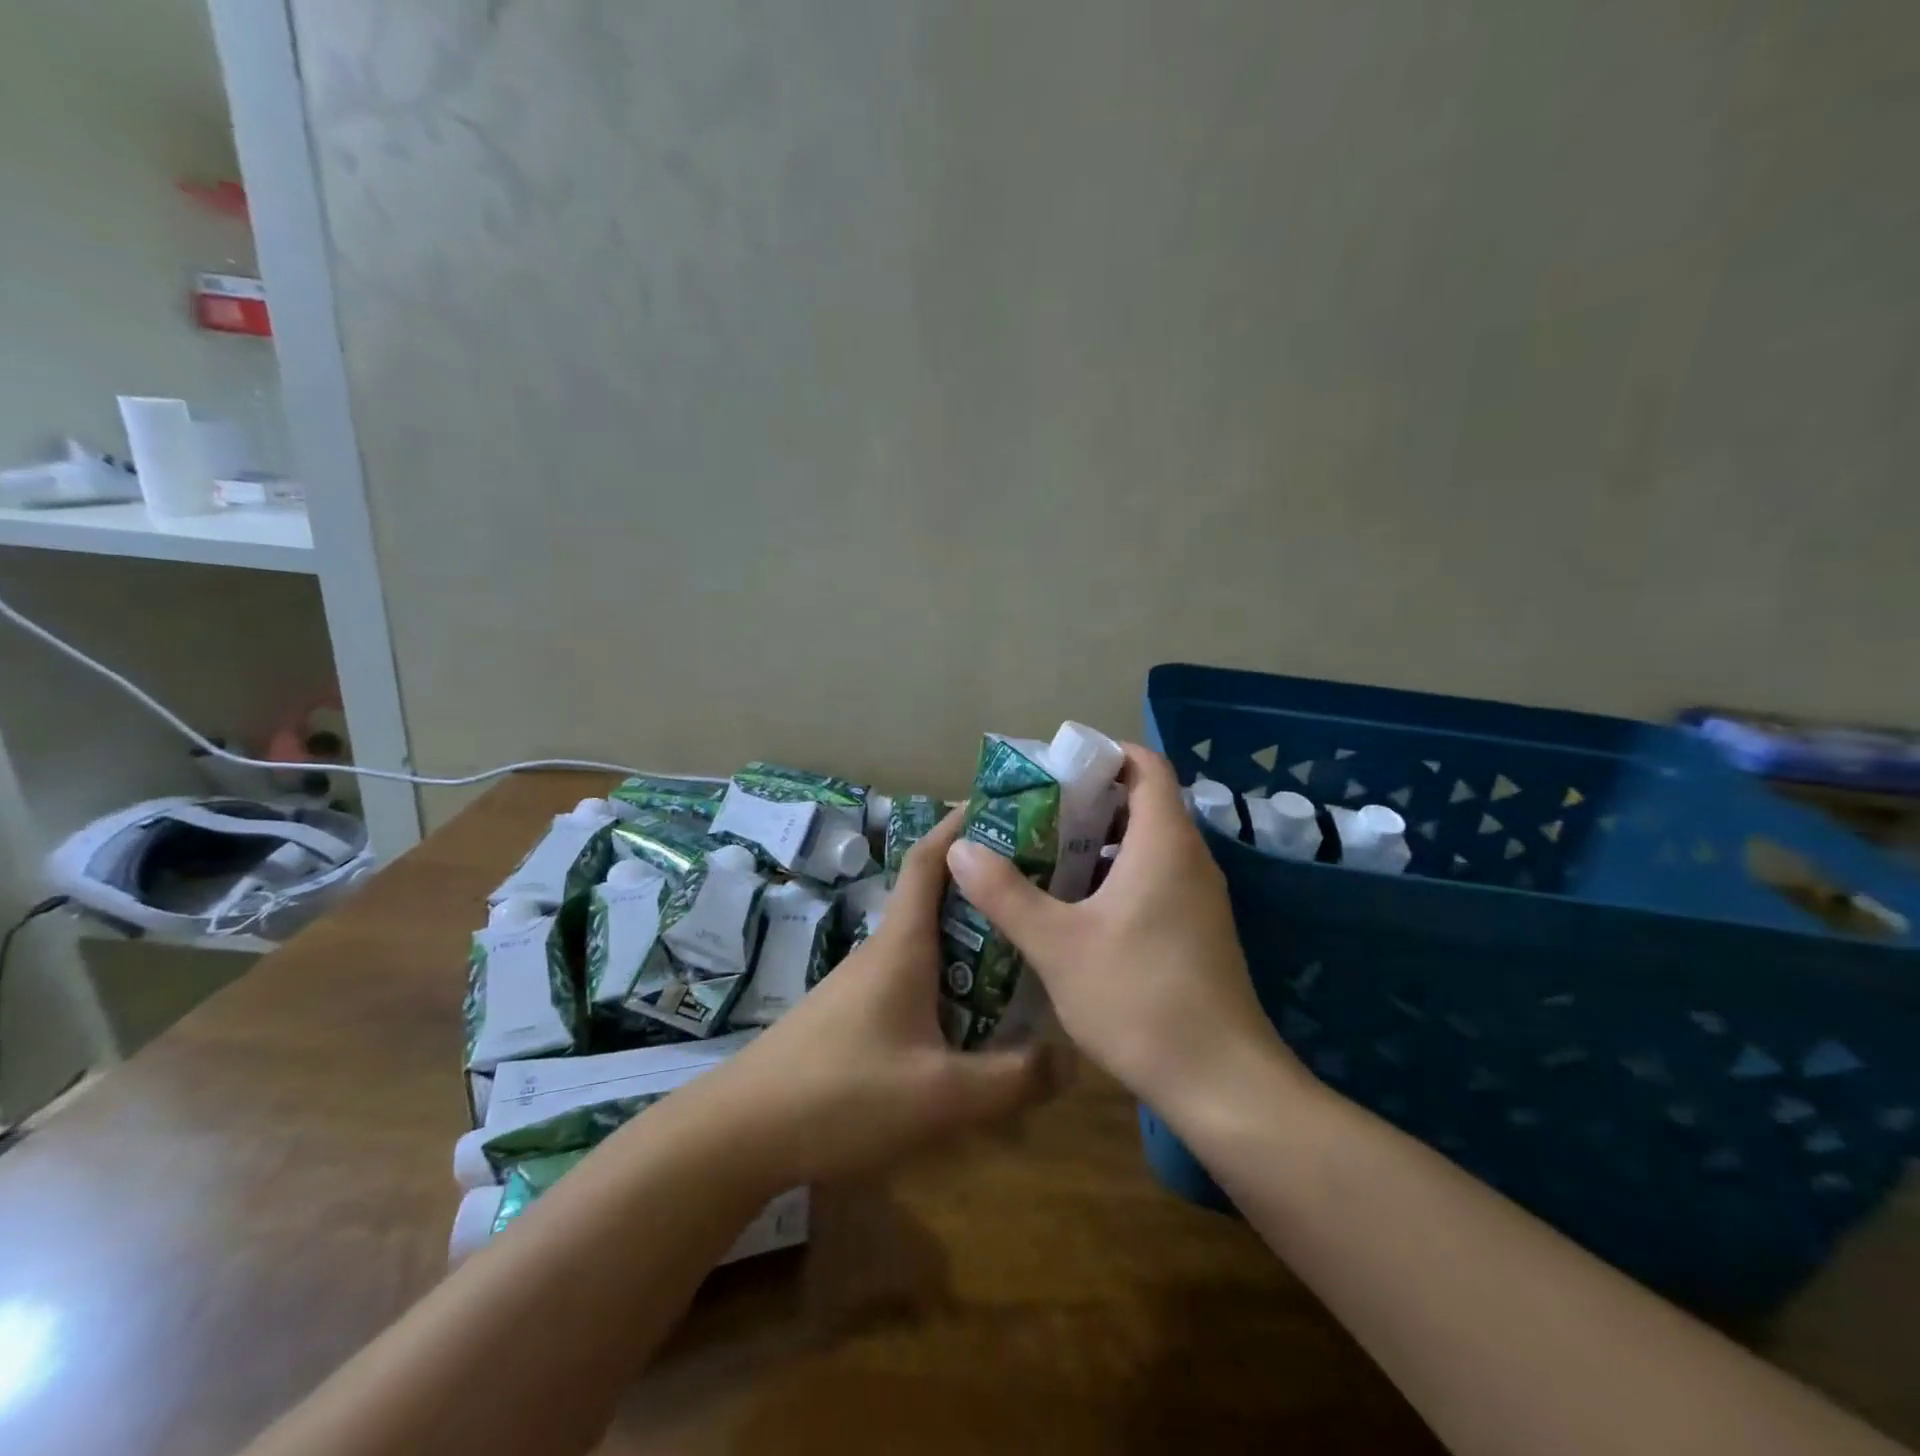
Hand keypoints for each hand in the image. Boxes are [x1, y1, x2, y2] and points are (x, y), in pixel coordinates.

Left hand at [688, 811, 1058, 1189]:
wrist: (742, 1131)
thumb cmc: (842, 1094)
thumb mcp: (940, 1094)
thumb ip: (1011, 1078)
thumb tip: (1070, 1057)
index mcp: (903, 943)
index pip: (930, 858)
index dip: (961, 823)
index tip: (1005, 806)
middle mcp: (885, 949)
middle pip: (937, 895)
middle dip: (984, 882)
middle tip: (1042, 884)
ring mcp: (865, 981)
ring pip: (928, 939)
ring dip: (971, 932)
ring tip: (1023, 946)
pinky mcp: (856, 1012)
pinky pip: (915, 974)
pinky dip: (952, 973)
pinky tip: (976, 1012)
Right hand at [945, 743, 1305, 1118]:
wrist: (1221, 1084)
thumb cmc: (1138, 998)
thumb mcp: (1057, 944)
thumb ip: (1005, 893)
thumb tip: (961, 849)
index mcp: (1164, 842)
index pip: (1145, 765)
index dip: (1102, 755)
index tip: (1054, 768)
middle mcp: (1189, 858)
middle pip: (1142, 803)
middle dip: (1087, 801)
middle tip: (1032, 815)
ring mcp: (1198, 897)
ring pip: (1146, 846)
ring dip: (1098, 843)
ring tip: (1042, 857)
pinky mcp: (1197, 930)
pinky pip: (1154, 879)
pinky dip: (1115, 877)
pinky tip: (1073, 909)